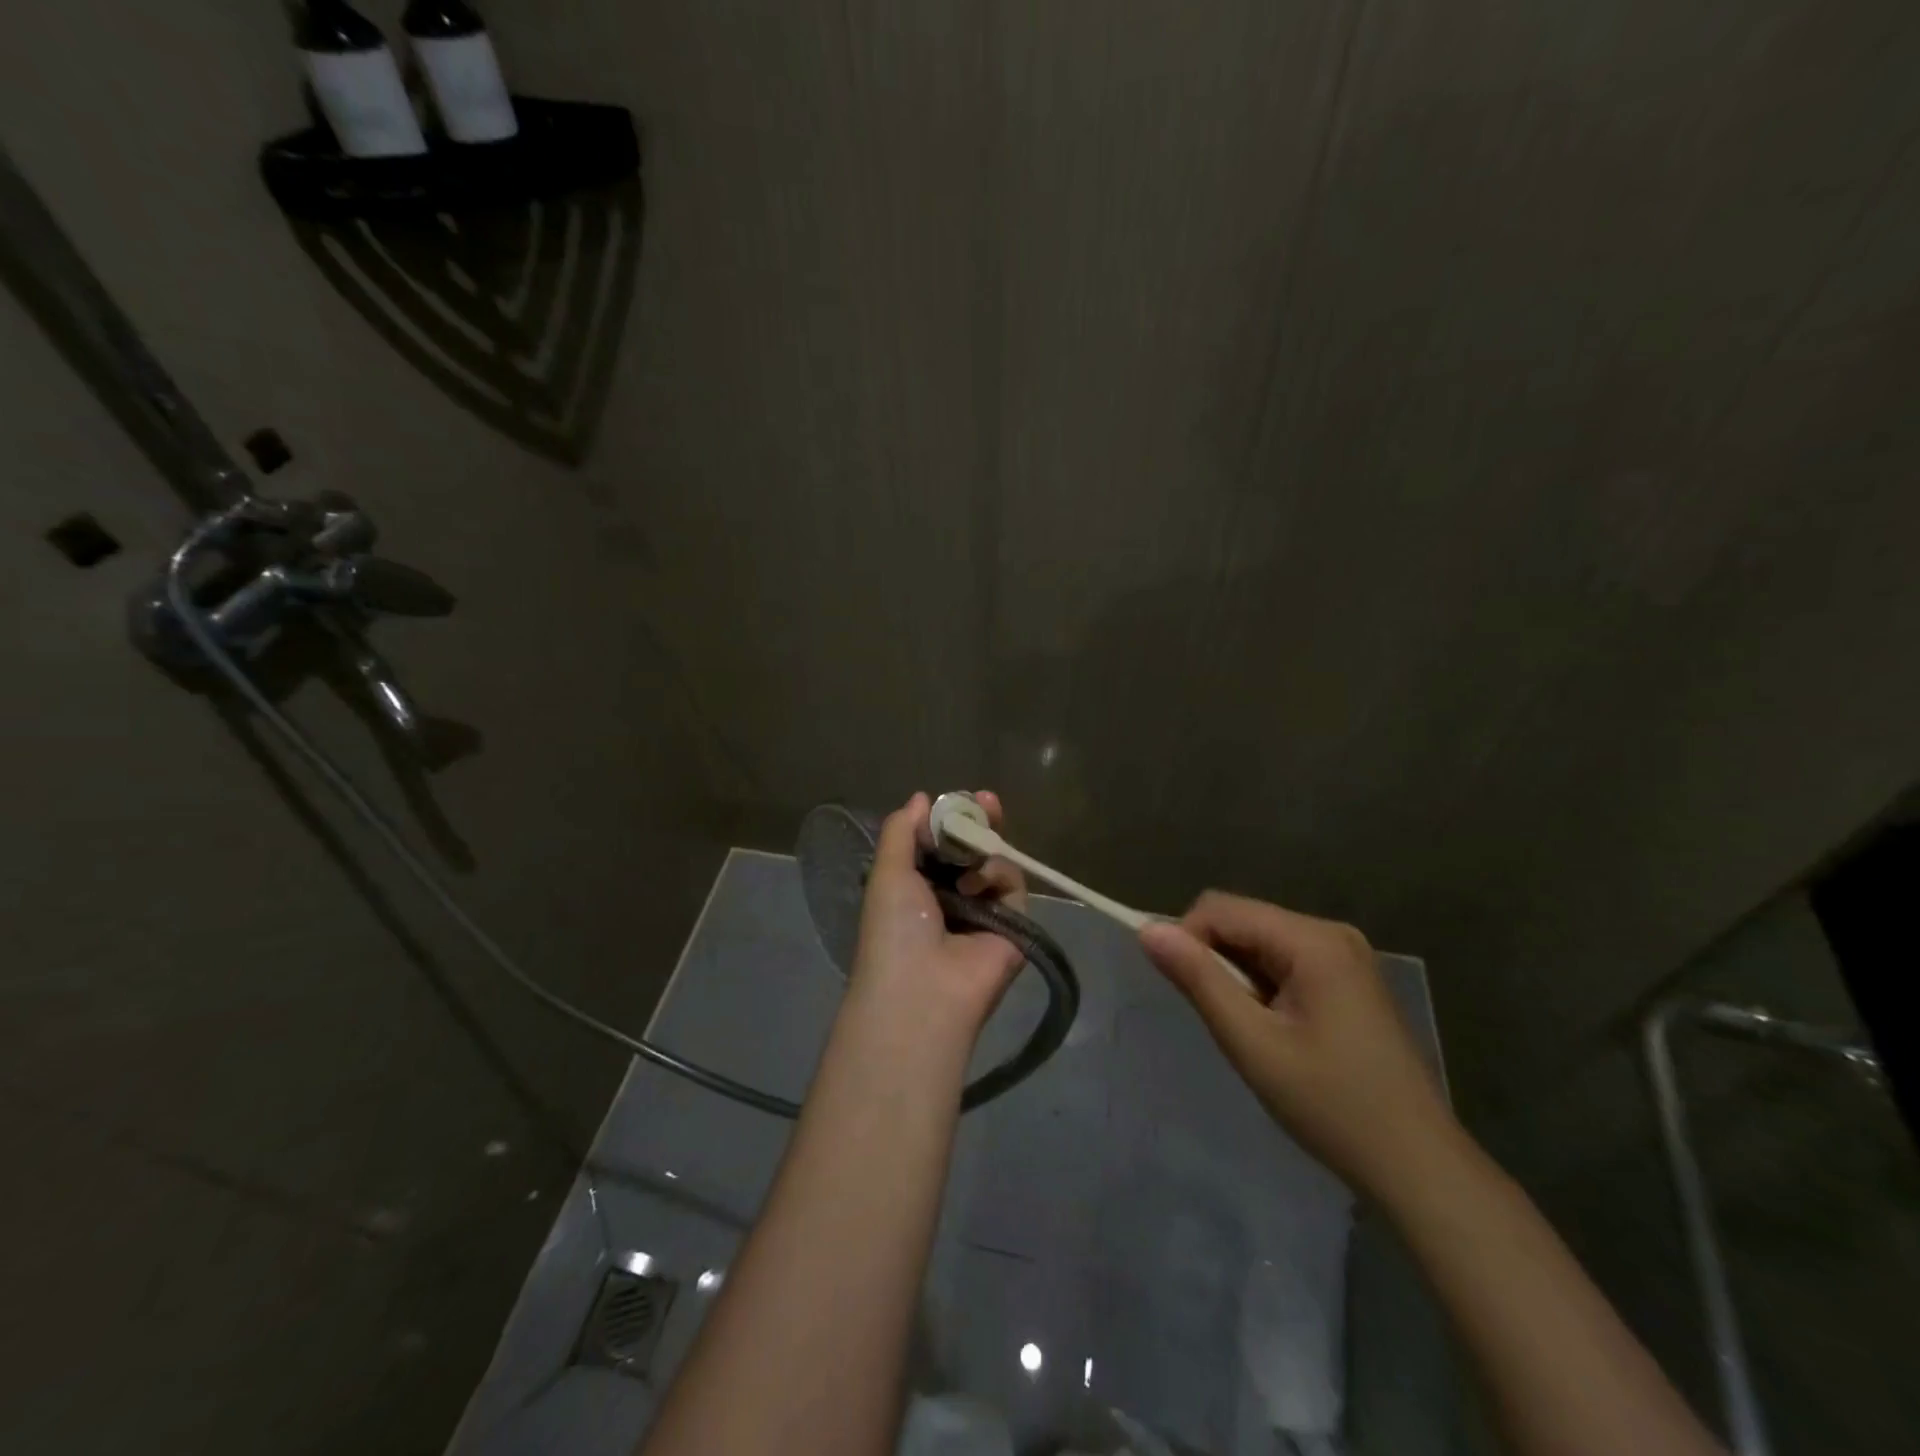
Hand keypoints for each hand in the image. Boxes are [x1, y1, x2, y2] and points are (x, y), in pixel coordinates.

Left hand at [847, 791, 1027, 1040]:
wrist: (922, 990)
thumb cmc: (895, 928)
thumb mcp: (888, 871)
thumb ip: (902, 830)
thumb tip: (921, 798)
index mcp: (919, 887)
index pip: (942, 844)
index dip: (951, 820)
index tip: (960, 799)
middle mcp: (953, 898)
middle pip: (975, 849)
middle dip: (981, 822)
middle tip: (988, 801)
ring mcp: (985, 911)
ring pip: (996, 862)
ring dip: (984, 850)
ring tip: (971, 859)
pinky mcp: (1014, 925)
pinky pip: (1013, 884)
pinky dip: (997, 875)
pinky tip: (976, 885)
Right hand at [1139, 892, 1458, 1203]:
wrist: (1419, 1167)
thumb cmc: (1331, 1106)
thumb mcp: (1252, 1043)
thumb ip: (1198, 979)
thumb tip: (1148, 930)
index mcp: (1313, 940)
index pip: (1220, 908)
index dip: (1187, 939)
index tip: (1184, 993)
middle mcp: (1331, 933)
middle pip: (1243, 920)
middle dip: (1215, 959)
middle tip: (1220, 1019)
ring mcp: (1347, 955)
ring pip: (1261, 940)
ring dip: (1239, 975)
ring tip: (1250, 1030)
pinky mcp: (1351, 978)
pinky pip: (1285, 959)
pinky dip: (1263, 984)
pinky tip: (1275, 1029)